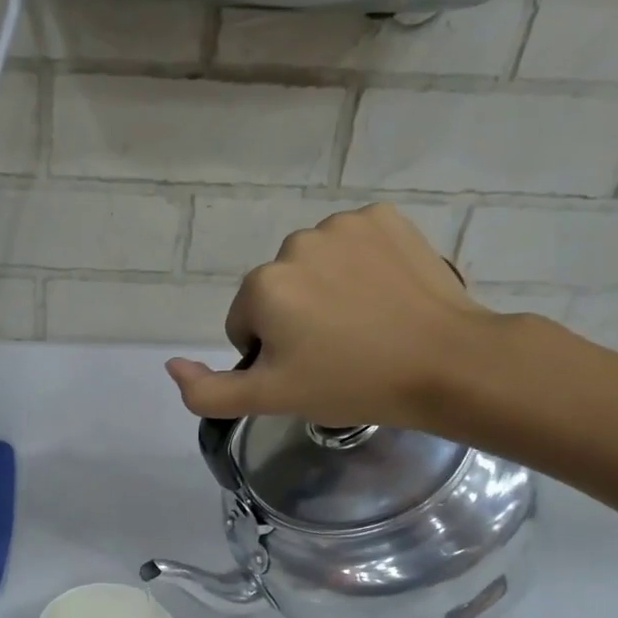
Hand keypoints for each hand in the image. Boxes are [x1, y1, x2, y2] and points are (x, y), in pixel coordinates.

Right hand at [165, 203, 504, 433]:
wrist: (446, 363)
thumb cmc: (352, 384)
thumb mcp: (271, 399)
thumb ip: (208, 390)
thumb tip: (171, 365)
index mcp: (263, 286)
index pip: (245, 325)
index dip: (271, 355)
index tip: (308, 371)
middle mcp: (294, 244)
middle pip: (277, 292)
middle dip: (295, 320)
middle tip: (336, 352)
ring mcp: (343, 225)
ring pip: (313, 267)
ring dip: (325, 292)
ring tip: (364, 325)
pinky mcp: (384, 218)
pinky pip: (352, 245)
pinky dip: (360, 266)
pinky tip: (384, 295)